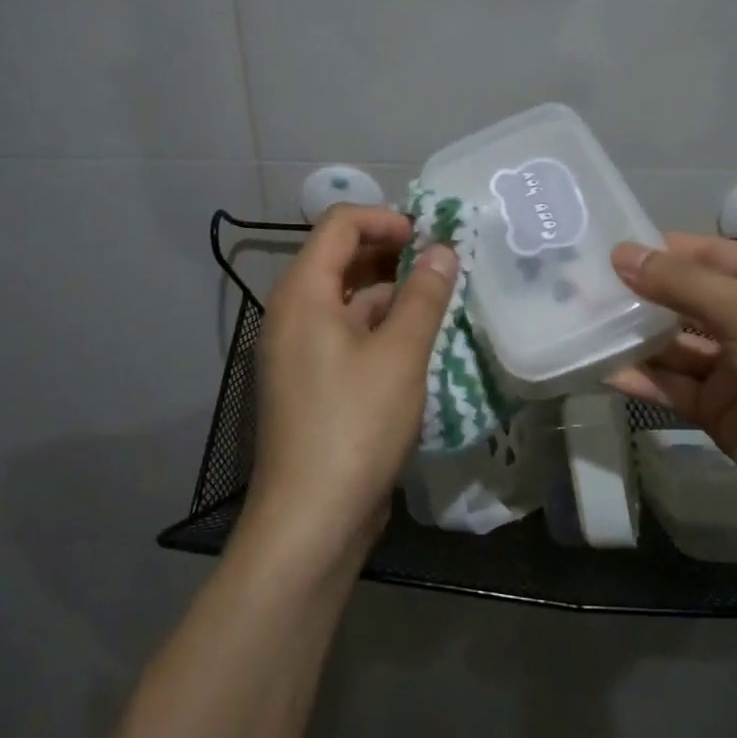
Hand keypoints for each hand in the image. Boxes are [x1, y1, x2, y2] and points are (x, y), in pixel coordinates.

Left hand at [243, 204, 457, 567]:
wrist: (311, 518)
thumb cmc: (355, 425)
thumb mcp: (400, 355)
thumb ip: (423, 296)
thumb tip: (442, 249)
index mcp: (303, 293)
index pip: (339, 225)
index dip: (386, 219)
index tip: (430, 236)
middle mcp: (292, 314)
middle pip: (341, 260)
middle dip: (392, 255)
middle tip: (443, 266)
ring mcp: (299, 351)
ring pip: (348, 302)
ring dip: (392, 296)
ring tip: (441, 303)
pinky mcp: (312, 383)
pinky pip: (346, 337)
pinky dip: (380, 331)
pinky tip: (419, 345)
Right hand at [607, 232, 736, 524]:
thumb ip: (682, 283)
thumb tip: (620, 254)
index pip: (711, 254)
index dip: (663, 249)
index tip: (607, 248)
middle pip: (686, 299)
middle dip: (638, 293)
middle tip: (579, 286)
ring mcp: (736, 369)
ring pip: (672, 344)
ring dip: (632, 335)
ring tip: (579, 322)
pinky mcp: (717, 411)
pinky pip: (670, 385)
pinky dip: (638, 378)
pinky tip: (599, 368)